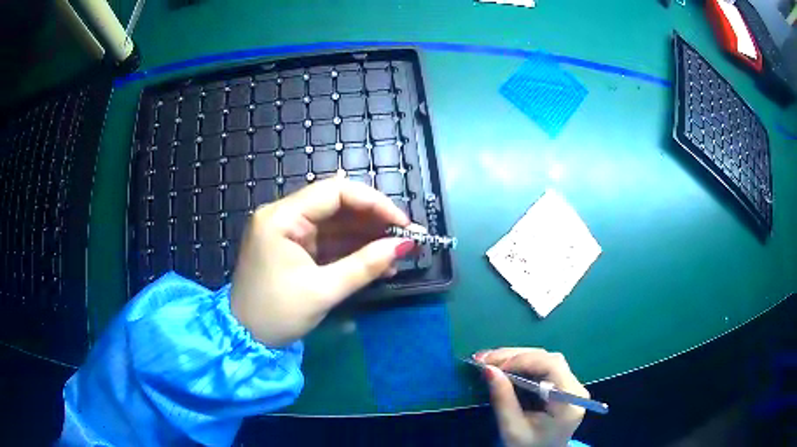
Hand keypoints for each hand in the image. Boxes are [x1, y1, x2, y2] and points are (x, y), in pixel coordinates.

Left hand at [230, 178, 415, 346]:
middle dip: (374, 221)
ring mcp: (288, 233)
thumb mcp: (323, 291)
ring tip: (400, 253)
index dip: (373, 202)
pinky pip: (328, 243)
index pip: (334, 192)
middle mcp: (283, 216)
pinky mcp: (294, 249)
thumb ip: (365, 265)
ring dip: (367, 238)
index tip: (402, 222)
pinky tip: (380, 263)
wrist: (244, 339)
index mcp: (281, 217)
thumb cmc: (276, 314)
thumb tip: (404, 245)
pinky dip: (353, 252)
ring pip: (336, 225)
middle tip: (408, 236)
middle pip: (336, 206)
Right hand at [475, 348, 588, 446]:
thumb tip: (488, 368)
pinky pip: (542, 367)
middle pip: (548, 359)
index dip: (523, 359)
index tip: (493, 365)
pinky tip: (502, 365)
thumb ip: (503, 399)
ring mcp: (570, 385)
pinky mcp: (562, 385)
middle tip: (483, 358)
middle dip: (514, 356)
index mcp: (569, 401)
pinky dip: (521, 364)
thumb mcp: (512, 429)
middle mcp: (575, 388)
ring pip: (544, 359)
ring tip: (488, 359)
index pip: (552, 366)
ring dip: (516, 357)